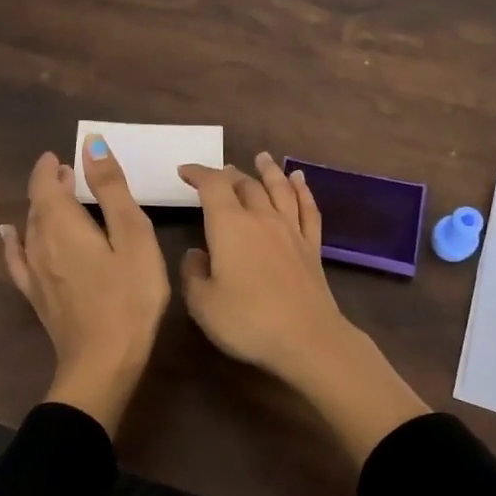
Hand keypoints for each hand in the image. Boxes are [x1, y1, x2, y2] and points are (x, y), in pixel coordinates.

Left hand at [1, 138, 169, 432]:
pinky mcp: (36, 295)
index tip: (62, 156)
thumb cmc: (129, 296)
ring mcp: (33, 272)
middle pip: (37, 204)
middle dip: (51, 185)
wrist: (103, 362)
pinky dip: (14, 240)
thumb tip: (90, 145)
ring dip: (42, 208)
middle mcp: (39, 243)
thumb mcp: (133, 236)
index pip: (45, 184)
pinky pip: (17, 258)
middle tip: (71, 174)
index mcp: (62, 224)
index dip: (51, 167)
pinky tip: (10, 235)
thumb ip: (112, 189)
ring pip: (30, 228)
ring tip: (58, 199)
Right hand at [178, 154, 426, 465]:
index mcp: (229, 225)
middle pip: (245, 184)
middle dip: (228, 174)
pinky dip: (302, 191)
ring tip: (262, 157)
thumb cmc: (247, 321)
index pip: (212, 186)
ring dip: (268, 171)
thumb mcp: (202, 303)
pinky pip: (307, 209)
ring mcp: (290, 230)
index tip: (184, 171)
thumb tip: (197, 253)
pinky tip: (300, 181)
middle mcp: (261, 218)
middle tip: (218, 173)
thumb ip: (193, 273)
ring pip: (279, 189)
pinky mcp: (311, 247)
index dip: (197, 173)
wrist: (306, 338)